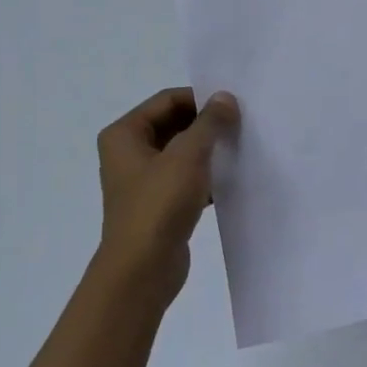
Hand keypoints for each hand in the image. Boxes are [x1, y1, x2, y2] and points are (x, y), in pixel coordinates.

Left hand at [93, 87, 238, 306]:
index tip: (234, 106)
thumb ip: (209, 123)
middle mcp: (129, 153)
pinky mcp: (159, 204)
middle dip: (207, 125)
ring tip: (241, 149)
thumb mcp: (188, 156)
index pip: (167, 100)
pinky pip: (186, 179)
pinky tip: (232, 179)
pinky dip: (207, 176)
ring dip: (209, 151)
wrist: (143, 269)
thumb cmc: (159, 204)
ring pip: (182, 153)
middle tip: (242, 125)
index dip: (200, 99)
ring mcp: (143, 181)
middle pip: (174, 124)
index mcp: (124, 134)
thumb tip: (225, 97)